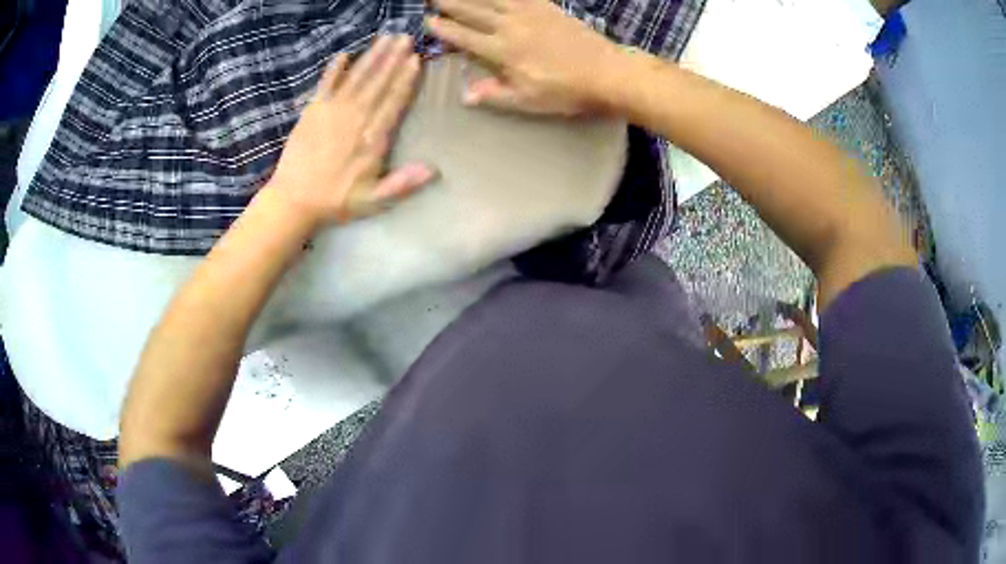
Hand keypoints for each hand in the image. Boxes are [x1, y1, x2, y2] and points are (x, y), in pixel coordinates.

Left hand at [266, 35, 435, 227]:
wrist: (293, 200)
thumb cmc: (335, 201)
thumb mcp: (373, 200)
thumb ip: (402, 184)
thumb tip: (433, 169)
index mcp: (371, 140)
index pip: (393, 103)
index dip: (405, 80)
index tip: (416, 59)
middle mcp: (354, 119)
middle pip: (377, 83)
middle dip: (392, 59)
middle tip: (406, 37)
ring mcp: (331, 112)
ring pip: (356, 78)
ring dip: (372, 57)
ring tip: (386, 38)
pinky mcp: (312, 112)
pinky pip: (325, 85)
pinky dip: (334, 69)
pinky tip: (344, 54)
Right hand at [426, 0, 622, 115]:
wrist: (607, 73)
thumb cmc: (566, 91)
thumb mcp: (528, 101)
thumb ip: (495, 94)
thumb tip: (464, 95)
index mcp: (503, 51)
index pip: (466, 37)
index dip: (445, 30)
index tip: (428, 21)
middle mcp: (511, 26)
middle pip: (474, 11)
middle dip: (450, 3)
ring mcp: (531, 13)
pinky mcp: (548, 7)